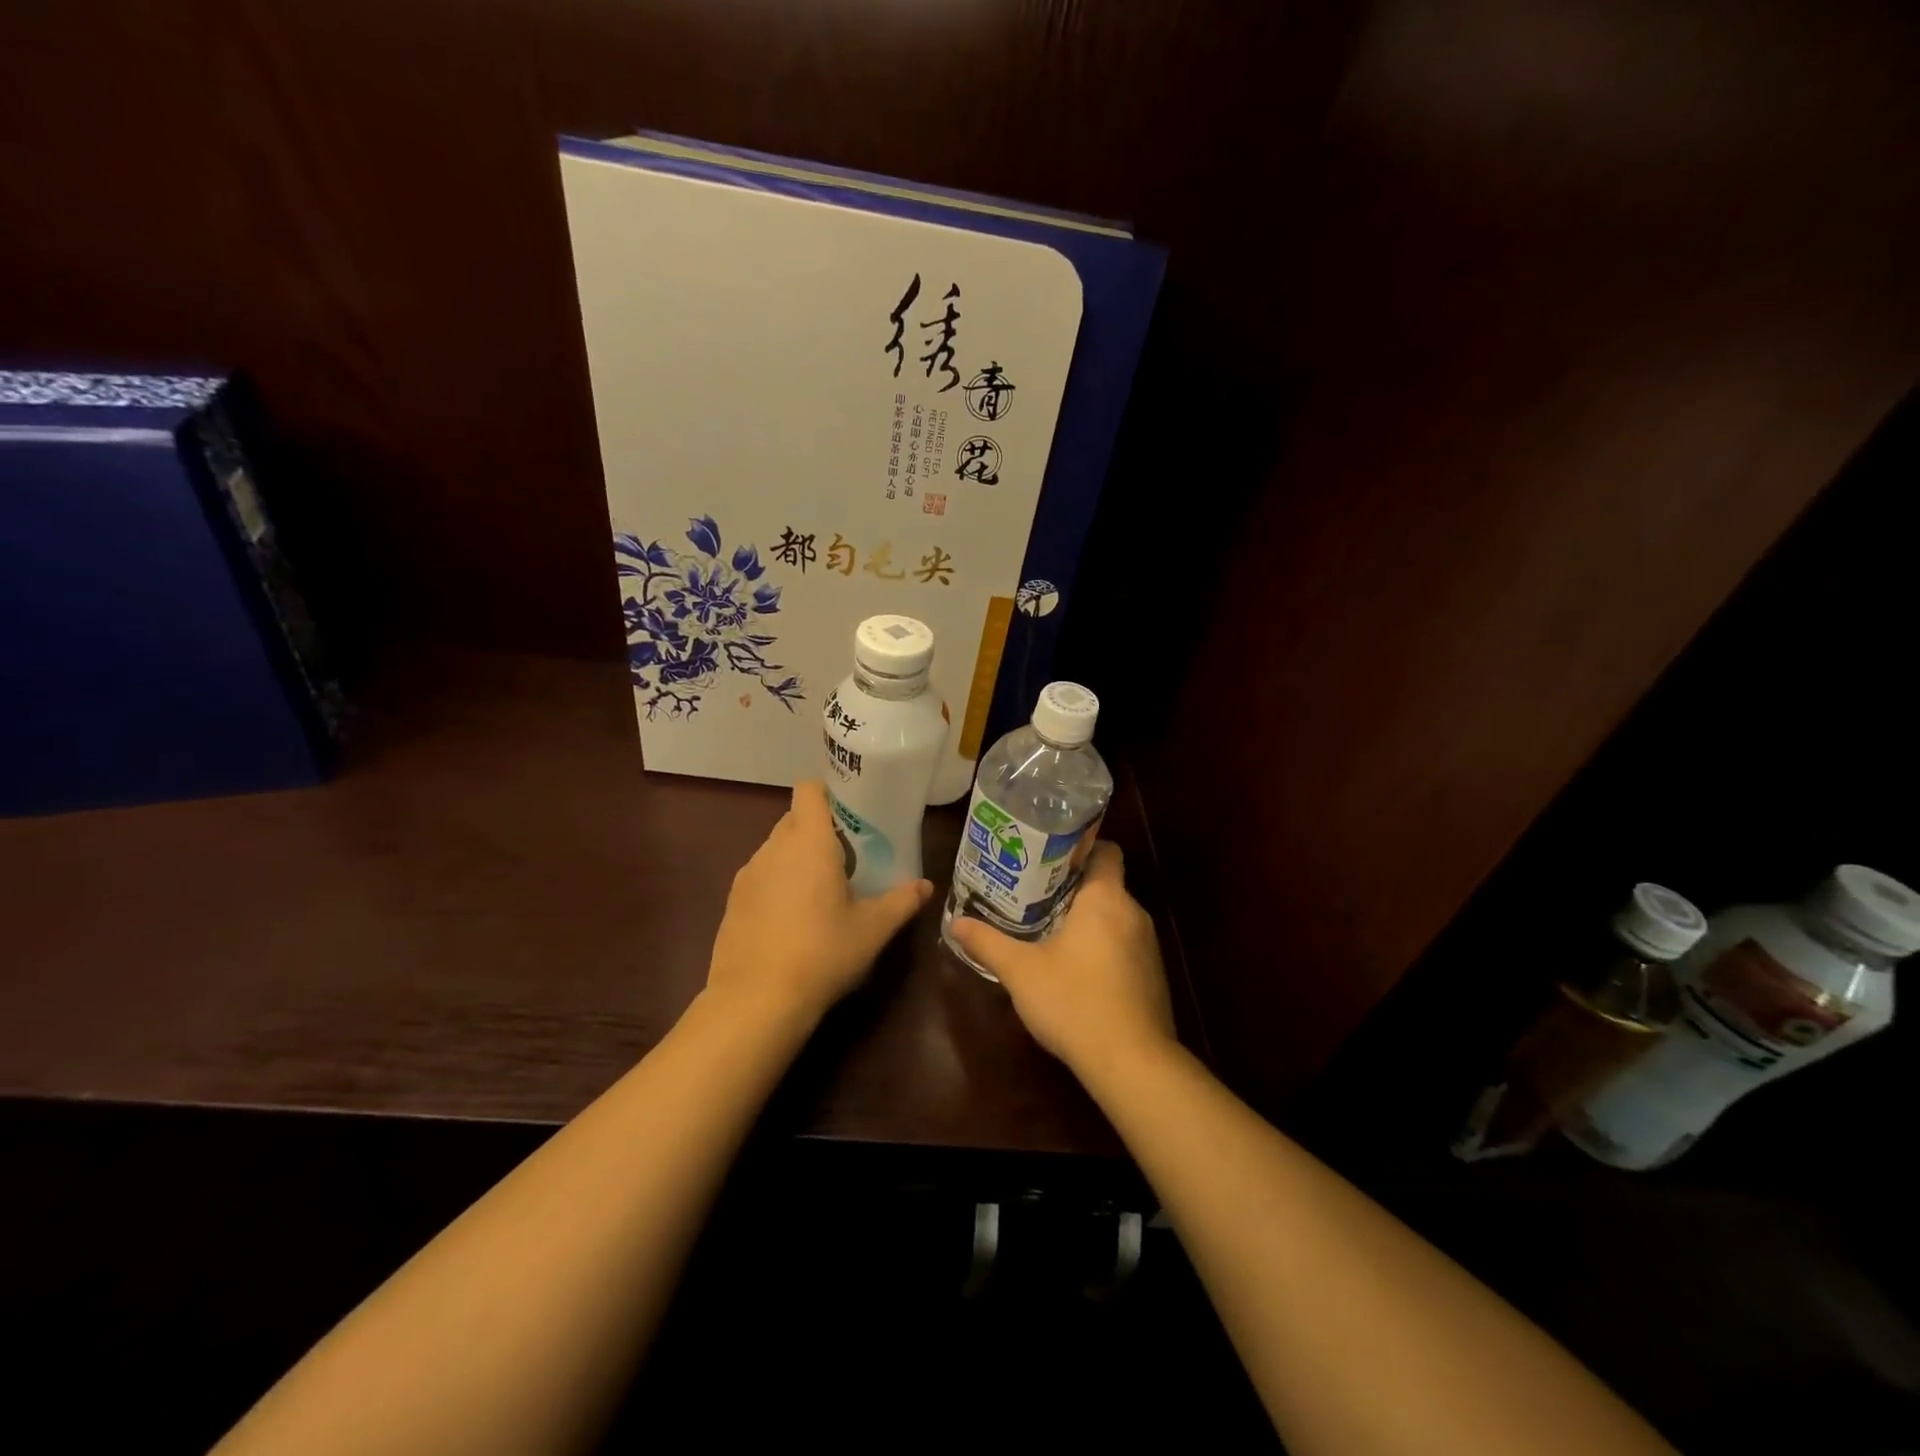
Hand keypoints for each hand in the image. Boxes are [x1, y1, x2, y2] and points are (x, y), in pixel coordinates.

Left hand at [705, 780, 932, 1027]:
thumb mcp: (873, 929)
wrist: (756, 1001)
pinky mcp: (732, 901)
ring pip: (776, 848)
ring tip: (823, 890)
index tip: (852, 811)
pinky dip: (778, 883)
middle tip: (849, 856)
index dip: (829, 791)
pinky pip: (761, 875)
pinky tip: (793, 919)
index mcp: (809, 842)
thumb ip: (901, 901)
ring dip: (798, 858)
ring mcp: (748, 874)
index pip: (809, 790)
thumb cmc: (823, 953)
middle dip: (820, 829)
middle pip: (795, 818)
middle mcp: (774, 848)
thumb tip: (925, 886)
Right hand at [949, 844, 1175, 1079]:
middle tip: (1033, 893)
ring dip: (1087, 920)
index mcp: (1105, 898)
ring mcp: (1148, 946)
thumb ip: (988, 943)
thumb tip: (956, 923)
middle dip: (1072, 887)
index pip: (1105, 850)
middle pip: (1105, 884)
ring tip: (1048, 928)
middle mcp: (1133, 913)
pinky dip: (1102, 948)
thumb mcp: (1021, 971)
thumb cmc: (1074, 1001)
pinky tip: (1075, 969)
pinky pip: (1125, 946)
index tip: (1048, 856)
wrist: (1131, 1063)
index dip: (1080, 847)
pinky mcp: (1152, 976)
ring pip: (1114, 917)